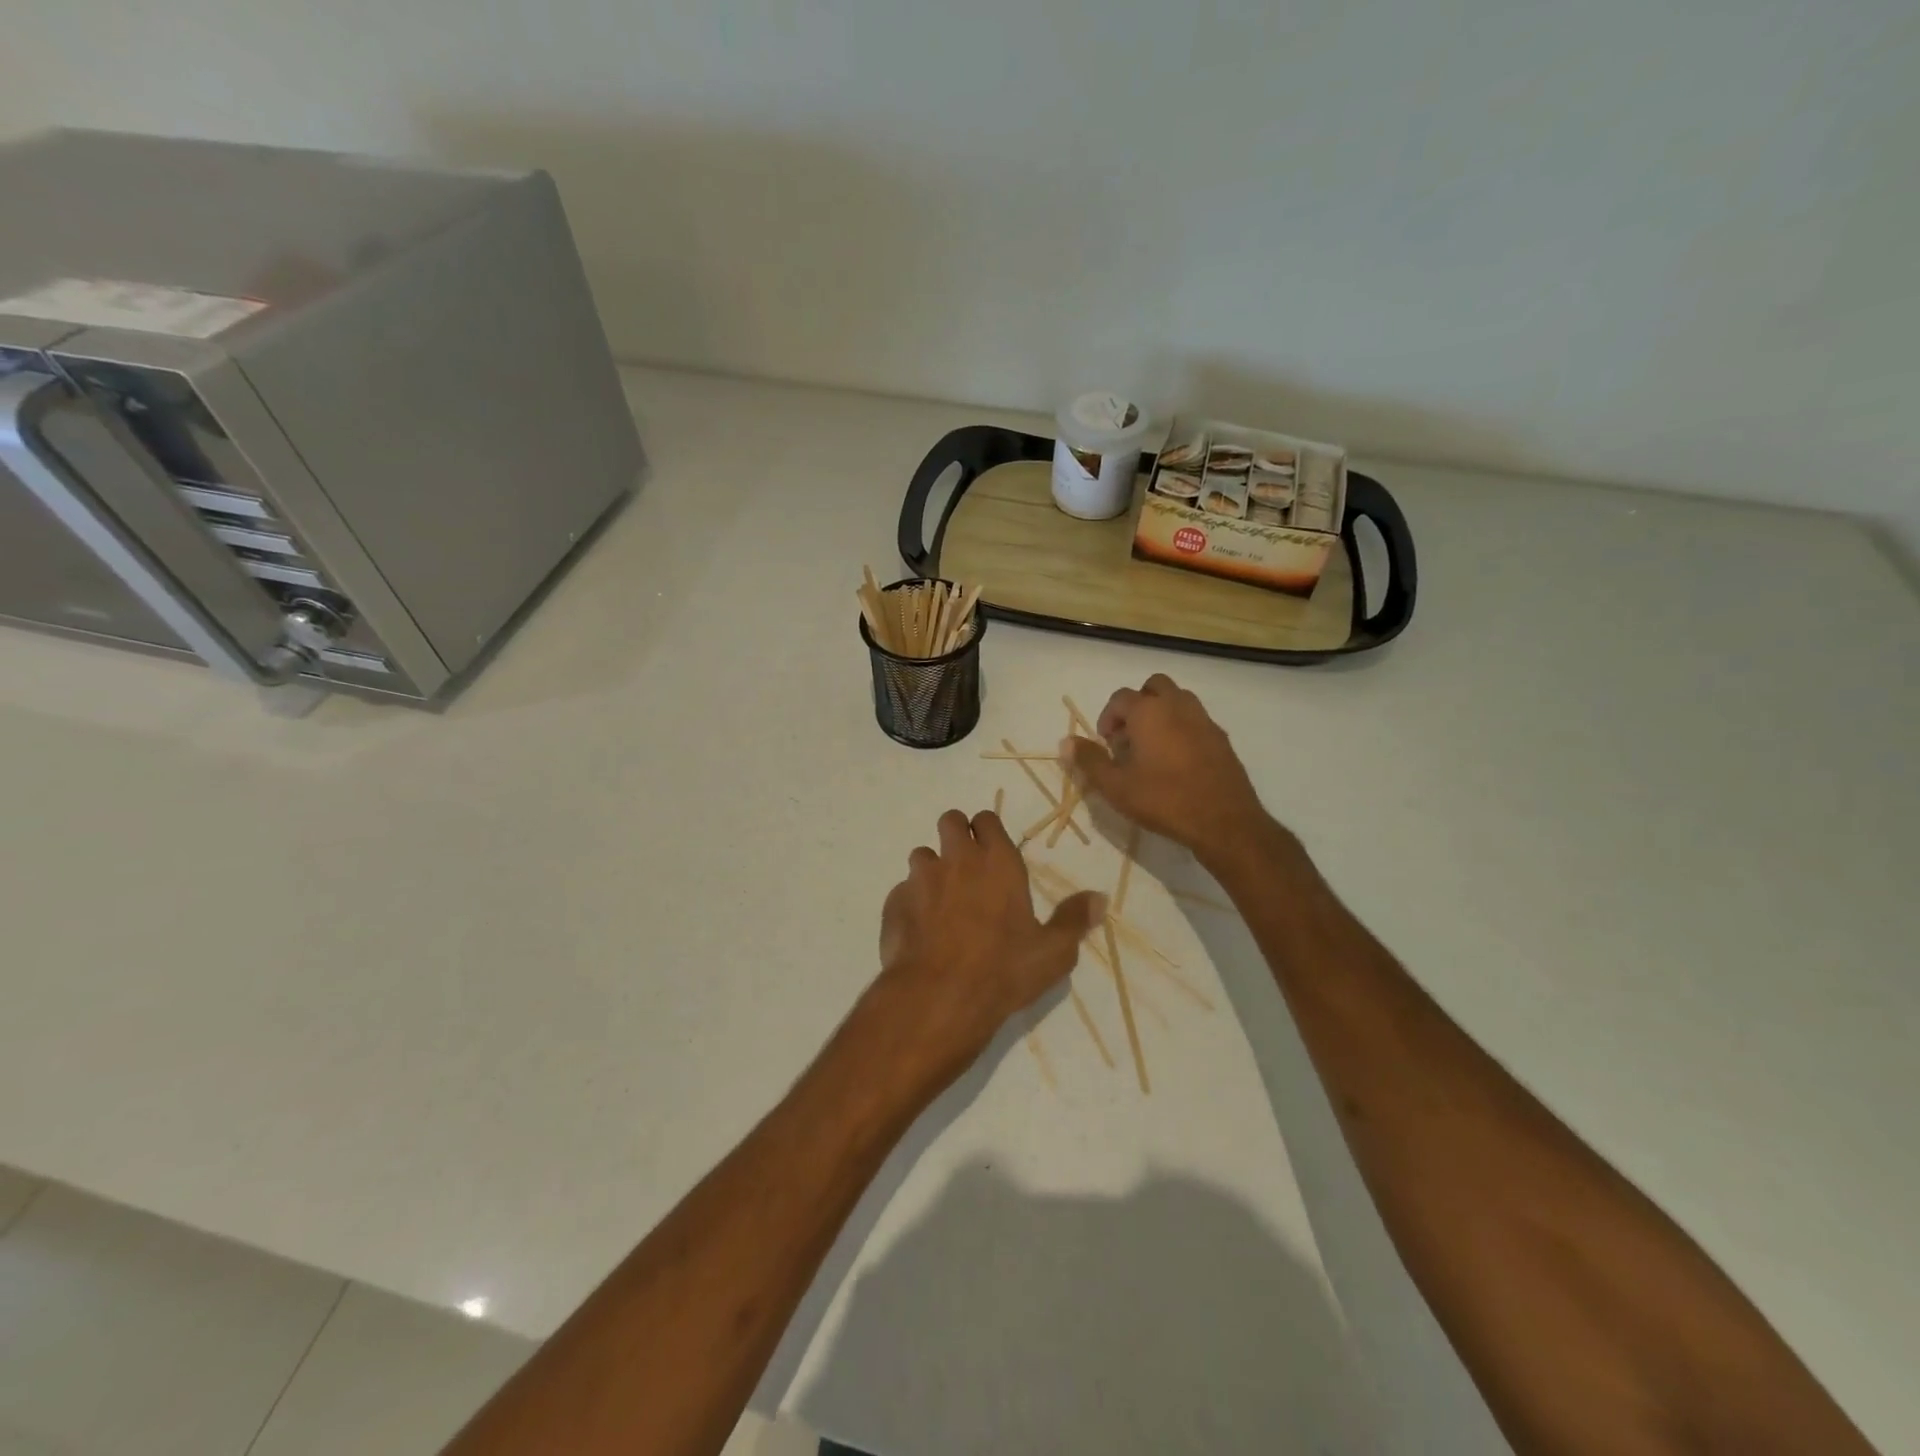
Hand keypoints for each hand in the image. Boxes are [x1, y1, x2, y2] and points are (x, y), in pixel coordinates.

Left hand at [873, 809, 1105, 1089]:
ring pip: (922, 855)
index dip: (988, 831)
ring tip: (942, 902)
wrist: (938, 997)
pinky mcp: (894, 902)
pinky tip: (921, 929)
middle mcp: (957, 859)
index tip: (993, 850)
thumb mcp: (1053, 952)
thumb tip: (1100, 898)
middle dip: (956, 835)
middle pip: (950, 821)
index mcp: (997, 862)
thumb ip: (1074, 920)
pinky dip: (911, 902)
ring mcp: (921, 879)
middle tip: (966, 866)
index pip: (987, 820)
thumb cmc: (1003, 970)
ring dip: (932, 869)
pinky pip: (903, 890)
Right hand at [1061, 673, 1269, 864]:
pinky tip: (1177, 761)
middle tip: (1129, 737)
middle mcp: (1177, 706)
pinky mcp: (1221, 738)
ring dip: (1161, 713)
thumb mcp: (1115, 786)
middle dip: (1138, 705)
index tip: (1106, 743)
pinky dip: (1181, 728)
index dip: (1108, 717)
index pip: (1120, 698)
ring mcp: (1203, 720)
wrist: (1223, 820)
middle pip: (1154, 687)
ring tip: (1152, 747)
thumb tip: (1065, 742)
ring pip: (1178, 699)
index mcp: (1149, 712)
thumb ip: (1089, 760)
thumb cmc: (1163, 800)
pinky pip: (1196, 720)